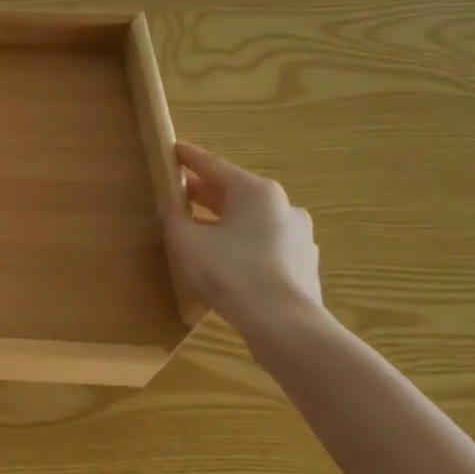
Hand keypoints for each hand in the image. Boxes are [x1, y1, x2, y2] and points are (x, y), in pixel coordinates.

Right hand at [165, 142, 322, 329]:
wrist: (284, 325)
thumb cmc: (230, 271)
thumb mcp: (186, 241)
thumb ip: (175, 218)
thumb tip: (171, 207)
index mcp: (255, 191)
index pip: (213, 166)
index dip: (188, 158)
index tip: (172, 149)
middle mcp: (283, 206)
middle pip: (235, 192)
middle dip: (205, 192)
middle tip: (178, 192)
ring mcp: (298, 236)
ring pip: (251, 219)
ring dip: (224, 219)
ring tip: (198, 228)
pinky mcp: (302, 264)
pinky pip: (264, 243)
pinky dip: (242, 242)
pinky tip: (225, 258)